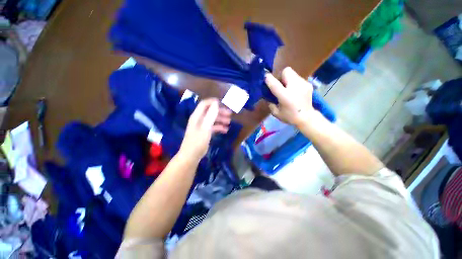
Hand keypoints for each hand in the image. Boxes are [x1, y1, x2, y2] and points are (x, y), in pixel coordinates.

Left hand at [179, 98, 231, 161]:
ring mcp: (202, 126)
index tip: (223, 103)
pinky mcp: (204, 132)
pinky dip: (219, 127)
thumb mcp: (205, 128)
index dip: (213, 102)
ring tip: (229, 122)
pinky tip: (225, 130)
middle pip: (210, 111)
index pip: (204, 104)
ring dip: (221, 119)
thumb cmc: (198, 141)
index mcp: (197, 116)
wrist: (191, 156)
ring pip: (212, 119)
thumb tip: (216, 103)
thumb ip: (211, 115)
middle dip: (220, 112)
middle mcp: (199, 119)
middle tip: (230, 114)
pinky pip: (213, 127)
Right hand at [265, 67, 314, 126]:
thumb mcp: (276, 113)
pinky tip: (294, 90)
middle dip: (280, 76)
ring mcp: (303, 84)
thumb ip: (270, 103)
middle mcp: (295, 87)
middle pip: (286, 71)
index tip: (265, 77)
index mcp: (285, 96)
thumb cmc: (290, 117)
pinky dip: (293, 82)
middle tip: (279, 85)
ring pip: (292, 73)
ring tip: (287, 88)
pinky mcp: (308, 84)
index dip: (269, 79)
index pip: (275, 84)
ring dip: (287, 79)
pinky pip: (297, 78)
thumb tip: (267, 96)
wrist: (307, 118)